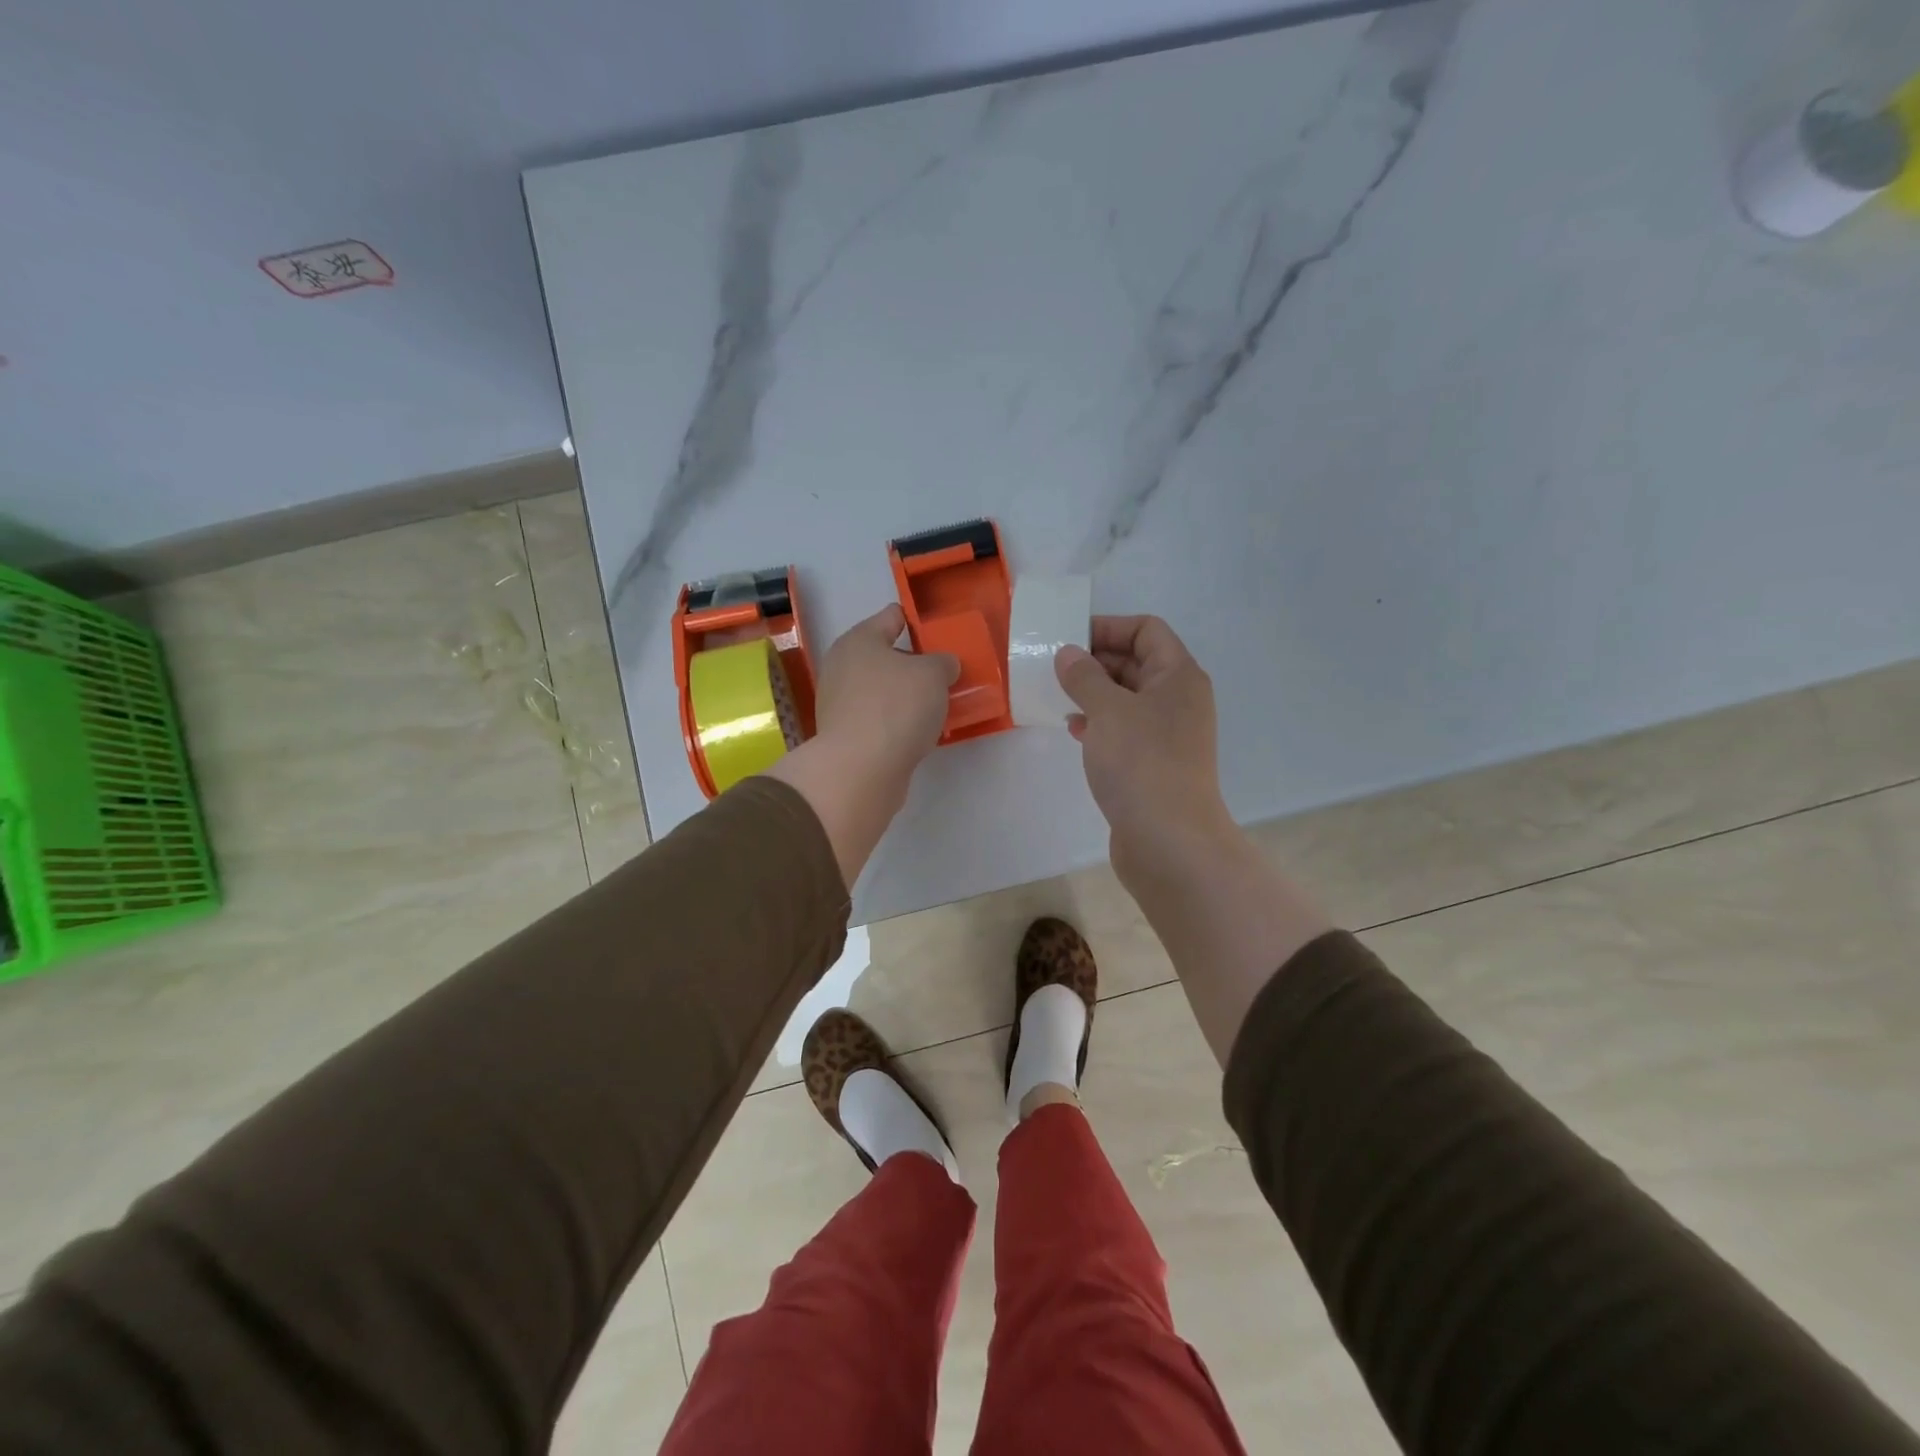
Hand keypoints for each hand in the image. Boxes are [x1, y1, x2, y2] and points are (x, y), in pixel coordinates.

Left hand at [812, 603, 957, 781]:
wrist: (861, 769)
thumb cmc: (896, 707)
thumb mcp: (934, 674)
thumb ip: (943, 663)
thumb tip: (941, 667)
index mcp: (859, 640)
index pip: (891, 617)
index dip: (917, 622)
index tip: (940, 633)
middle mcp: (842, 667)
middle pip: (886, 657)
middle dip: (914, 664)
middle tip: (945, 674)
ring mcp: (840, 704)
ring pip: (883, 691)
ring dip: (907, 696)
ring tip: (938, 706)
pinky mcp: (846, 736)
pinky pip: (880, 719)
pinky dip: (898, 722)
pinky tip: (920, 732)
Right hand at [1054, 615, 1233, 887]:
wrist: (1168, 841)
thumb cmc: (1141, 763)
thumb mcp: (1107, 710)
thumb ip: (1084, 676)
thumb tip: (1069, 654)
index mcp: (1178, 676)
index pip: (1147, 630)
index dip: (1109, 627)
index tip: (1069, 638)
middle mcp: (1179, 700)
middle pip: (1137, 663)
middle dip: (1096, 661)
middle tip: (1054, 667)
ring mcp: (1168, 734)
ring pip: (1127, 699)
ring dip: (1094, 693)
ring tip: (1058, 696)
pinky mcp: (1154, 764)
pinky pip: (1124, 730)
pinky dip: (1099, 724)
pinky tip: (1073, 729)